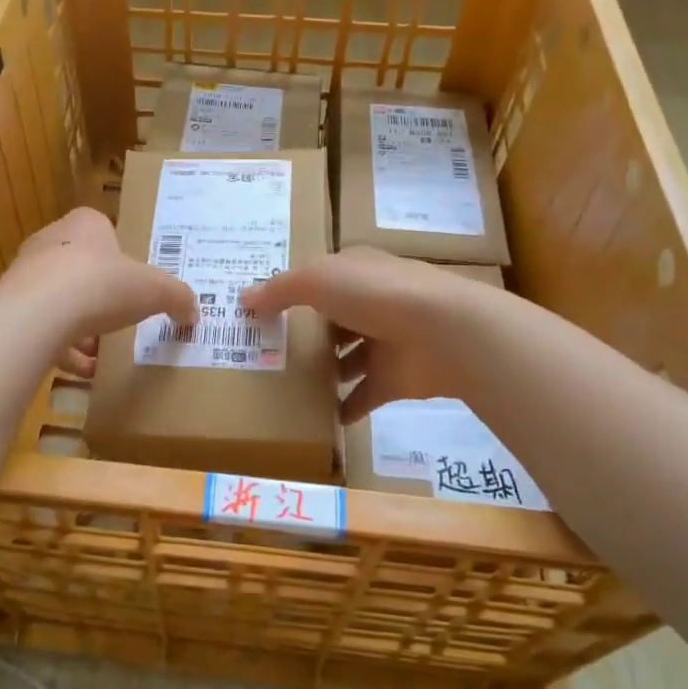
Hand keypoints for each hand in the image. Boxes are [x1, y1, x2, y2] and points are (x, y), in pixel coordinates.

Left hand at [1, 207, 198, 375]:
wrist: (39, 313)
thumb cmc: (102, 284)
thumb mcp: (155, 290)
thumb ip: (177, 297)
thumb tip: (193, 312)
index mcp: (85, 225)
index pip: (103, 231)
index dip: (120, 256)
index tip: (133, 281)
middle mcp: (51, 241)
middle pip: (80, 267)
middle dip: (100, 295)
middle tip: (120, 317)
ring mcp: (26, 275)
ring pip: (59, 299)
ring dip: (80, 325)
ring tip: (101, 352)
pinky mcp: (11, 309)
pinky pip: (41, 329)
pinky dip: (61, 348)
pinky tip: (82, 371)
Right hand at [241, 247, 494, 420]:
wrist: (443, 333)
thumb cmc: (374, 294)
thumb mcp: (316, 281)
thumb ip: (279, 290)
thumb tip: (243, 298)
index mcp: (356, 270)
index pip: (320, 277)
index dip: (293, 290)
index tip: (264, 311)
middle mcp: (372, 302)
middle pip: (333, 318)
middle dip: (307, 334)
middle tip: (267, 353)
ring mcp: (388, 341)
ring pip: (349, 356)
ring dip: (327, 370)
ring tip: (288, 386)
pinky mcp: (398, 378)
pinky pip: (365, 395)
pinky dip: (347, 406)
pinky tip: (321, 418)